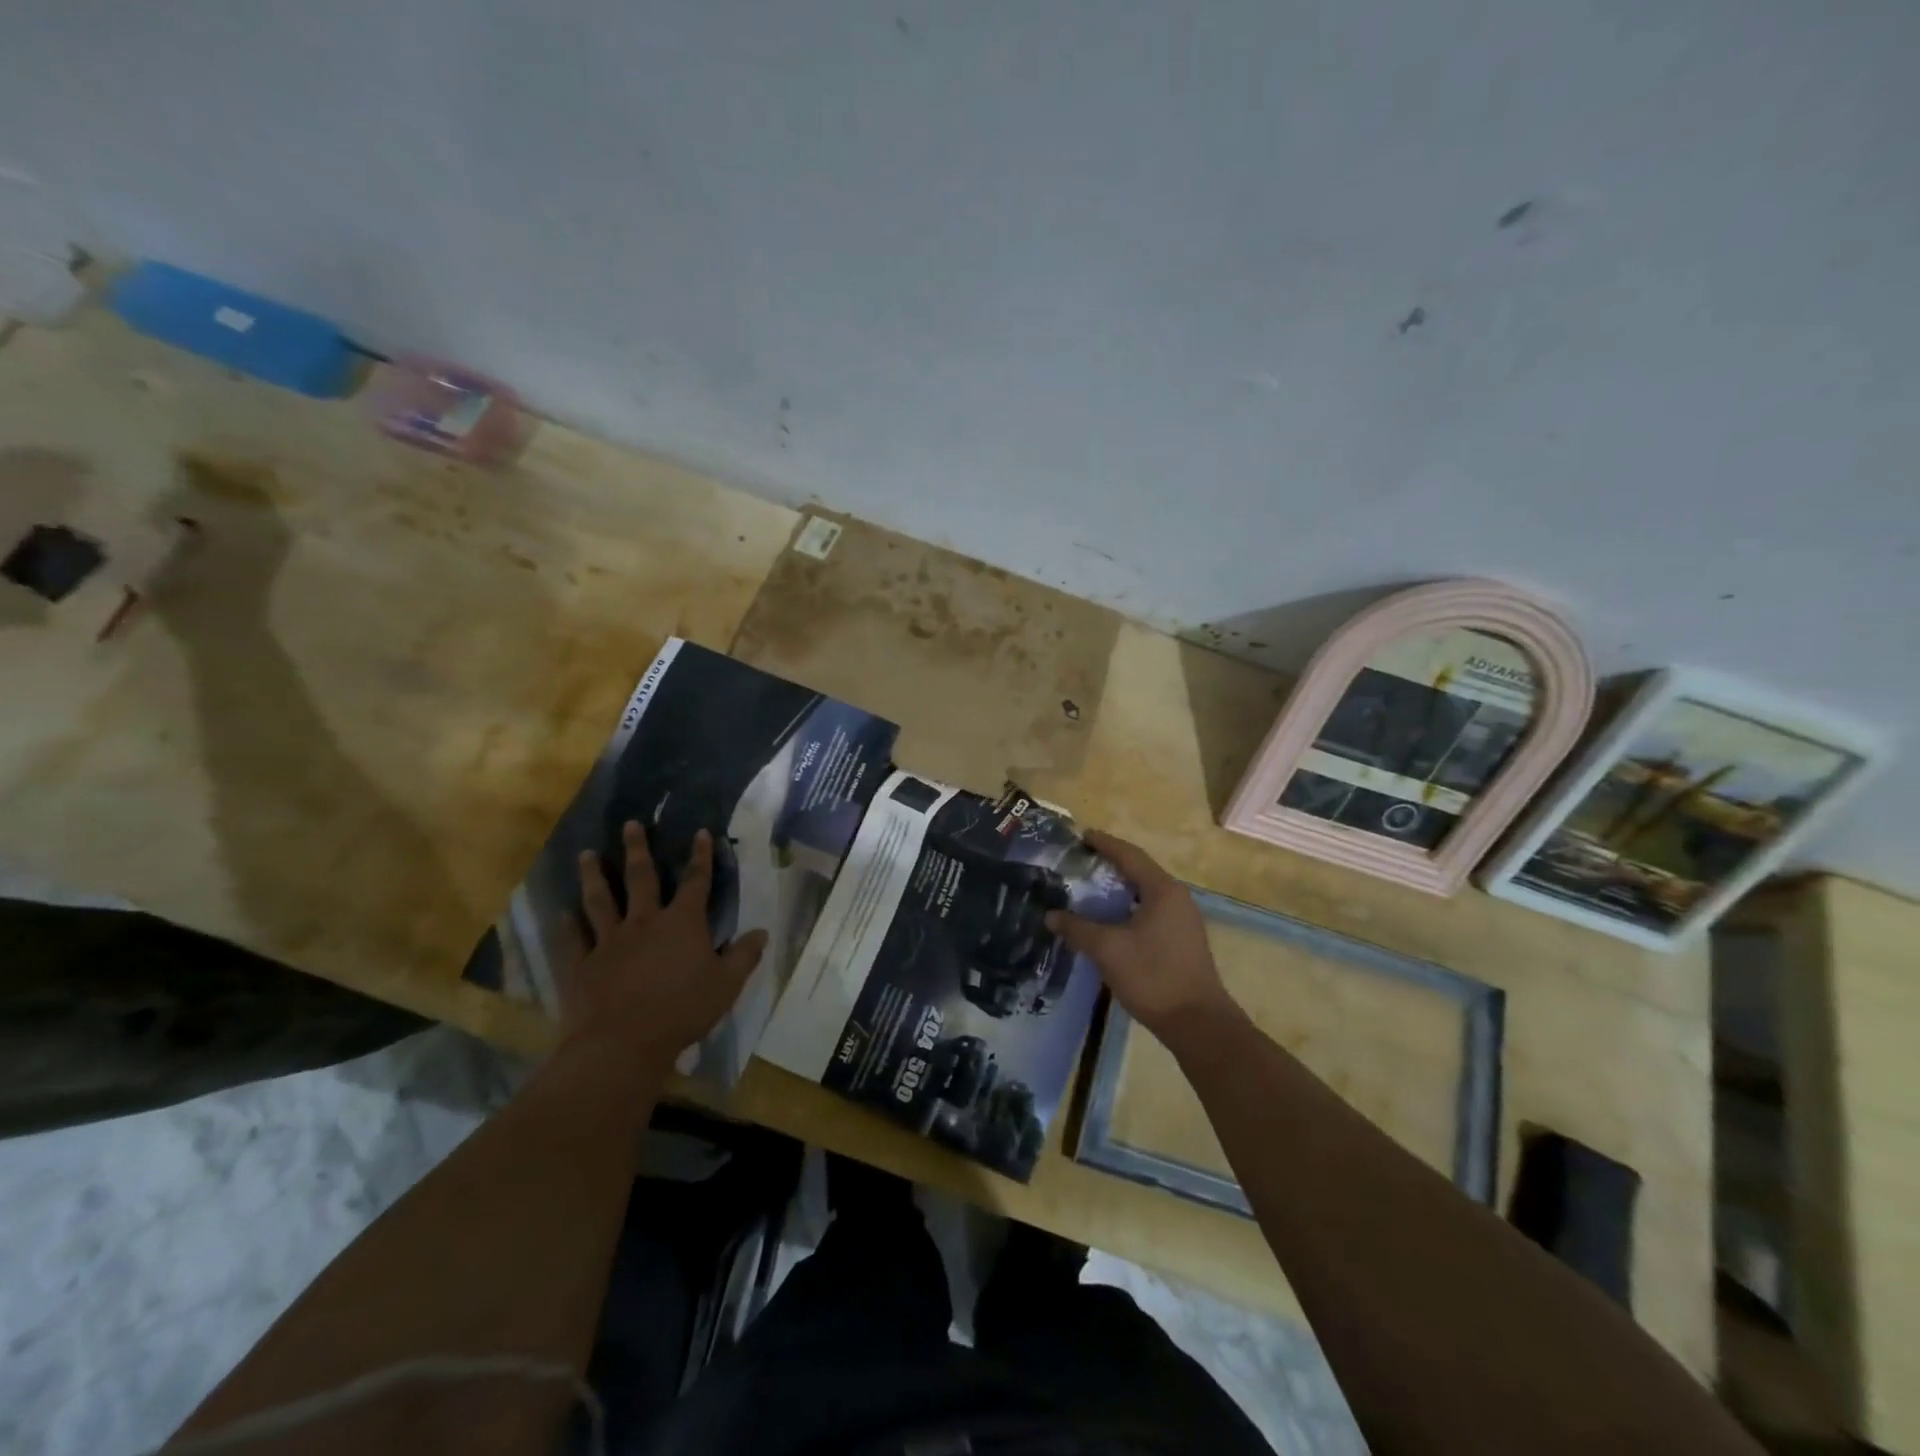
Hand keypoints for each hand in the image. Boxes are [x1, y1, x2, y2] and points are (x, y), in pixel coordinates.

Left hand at [557, 822, 767, 1070]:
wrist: (623, 1043)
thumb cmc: (682, 1011)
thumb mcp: (726, 985)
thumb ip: (744, 956)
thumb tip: (761, 932)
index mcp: (682, 923)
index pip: (696, 881)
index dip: (701, 856)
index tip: (701, 833)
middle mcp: (644, 922)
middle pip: (641, 878)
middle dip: (637, 849)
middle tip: (630, 824)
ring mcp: (609, 941)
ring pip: (600, 900)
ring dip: (594, 875)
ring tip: (587, 854)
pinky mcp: (582, 965)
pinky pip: (573, 939)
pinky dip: (567, 924)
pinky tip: (562, 912)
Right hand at [1046, 831, 1236, 1037]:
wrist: (1197, 1023)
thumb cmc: (1153, 976)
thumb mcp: (1108, 950)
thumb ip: (1077, 929)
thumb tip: (1050, 915)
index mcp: (1162, 890)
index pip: (1130, 856)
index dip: (1105, 844)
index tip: (1082, 835)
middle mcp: (1177, 898)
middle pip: (1139, 871)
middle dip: (1110, 864)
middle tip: (1081, 861)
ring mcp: (1183, 921)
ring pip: (1145, 893)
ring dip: (1119, 888)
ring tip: (1090, 888)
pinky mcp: (1182, 941)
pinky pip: (1151, 911)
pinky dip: (1128, 907)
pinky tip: (1110, 920)